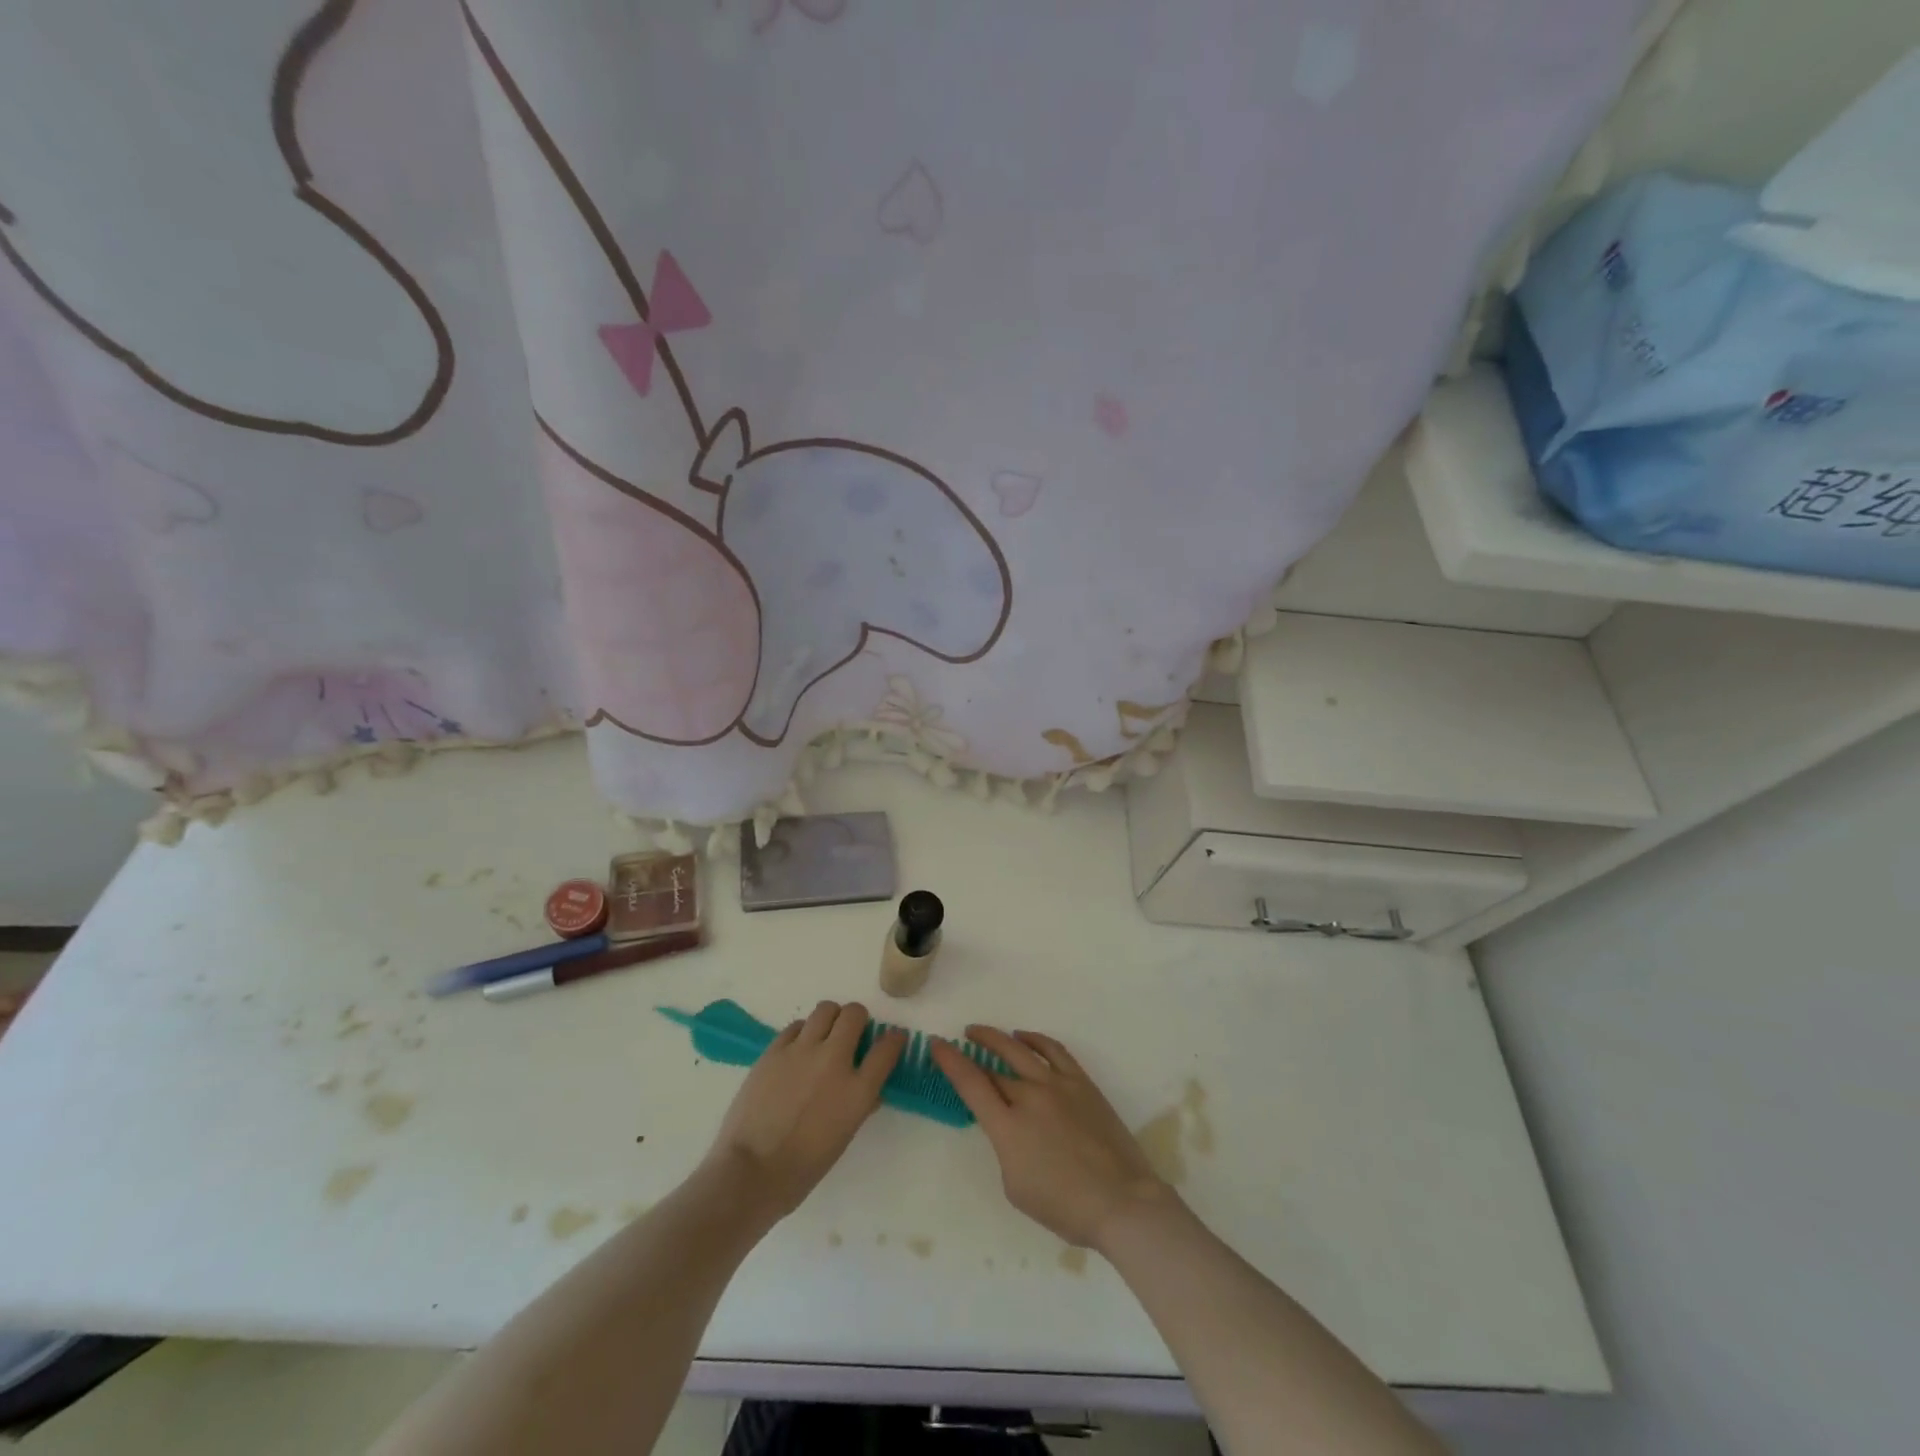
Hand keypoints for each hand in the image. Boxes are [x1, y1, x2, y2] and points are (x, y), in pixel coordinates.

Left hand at [706, 1000, 904, 1219]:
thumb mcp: (843, 1137)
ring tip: (824, 1035)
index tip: (893, 1039)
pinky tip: (798, 1049)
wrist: (750, 1172)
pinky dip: (803, 1032)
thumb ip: (860, 1105)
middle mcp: (834, 1060)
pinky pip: (796, 1026)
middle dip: (858, 1019)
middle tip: (852, 1033)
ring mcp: (802, 1051)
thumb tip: (869, 1090)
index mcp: (857, 1090)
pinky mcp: (775, 1050)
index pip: (887, 1048)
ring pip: (825, 1010)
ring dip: (831, 1019)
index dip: (894, 1039)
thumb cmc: (802, 1168)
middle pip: (855, 1014)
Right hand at [931, 1027, 1170, 1250]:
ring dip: (997, 1037)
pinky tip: (1024, 1038)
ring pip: (1019, 1049)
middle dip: (971, 1052)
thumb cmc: (1064, 1207)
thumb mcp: (1015, 1186)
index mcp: (1008, 1126)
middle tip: (958, 1042)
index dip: (950, 1060)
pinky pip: (1054, 1050)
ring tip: (981, 1032)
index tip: (936, 1044)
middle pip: (993, 1067)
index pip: (970, 1083)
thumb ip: (1006, 1147)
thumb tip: (1011, 1125)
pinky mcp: (1081, 1082)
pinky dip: (1035, 1039)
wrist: (1120, 1202)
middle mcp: (1029, 1096)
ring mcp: (1057, 1084)